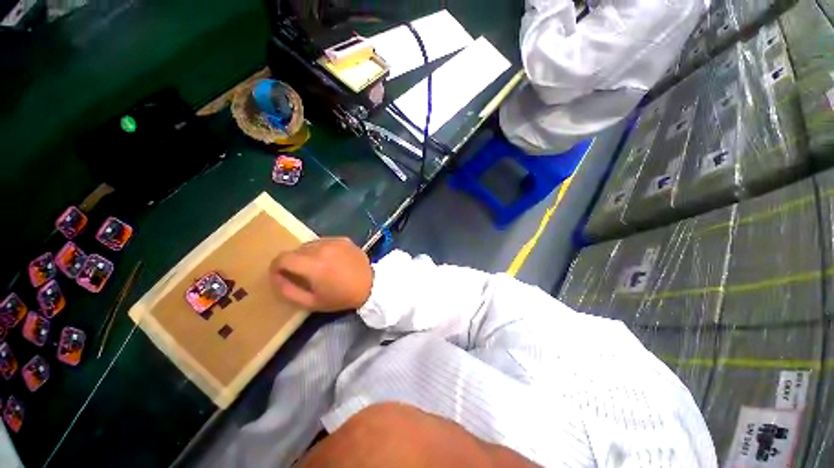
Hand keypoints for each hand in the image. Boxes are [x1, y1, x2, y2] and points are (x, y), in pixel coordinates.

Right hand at [269, 237, 372, 311]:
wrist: (370, 285)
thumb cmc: (341, 297)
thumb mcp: (311, 302)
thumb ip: (288, 291)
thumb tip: (275, 277)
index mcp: (313, 265)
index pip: (282, 258)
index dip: (276, 267)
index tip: (281, 275)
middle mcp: (322, 248)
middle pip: (296, 250)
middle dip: (294, 262)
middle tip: (303, 274)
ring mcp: (334, 241)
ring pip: (310, 244)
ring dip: (308, 254)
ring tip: (319, 267)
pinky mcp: (344, 239)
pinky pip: (324, 241)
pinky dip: (322, 249)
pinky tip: (331, 260)